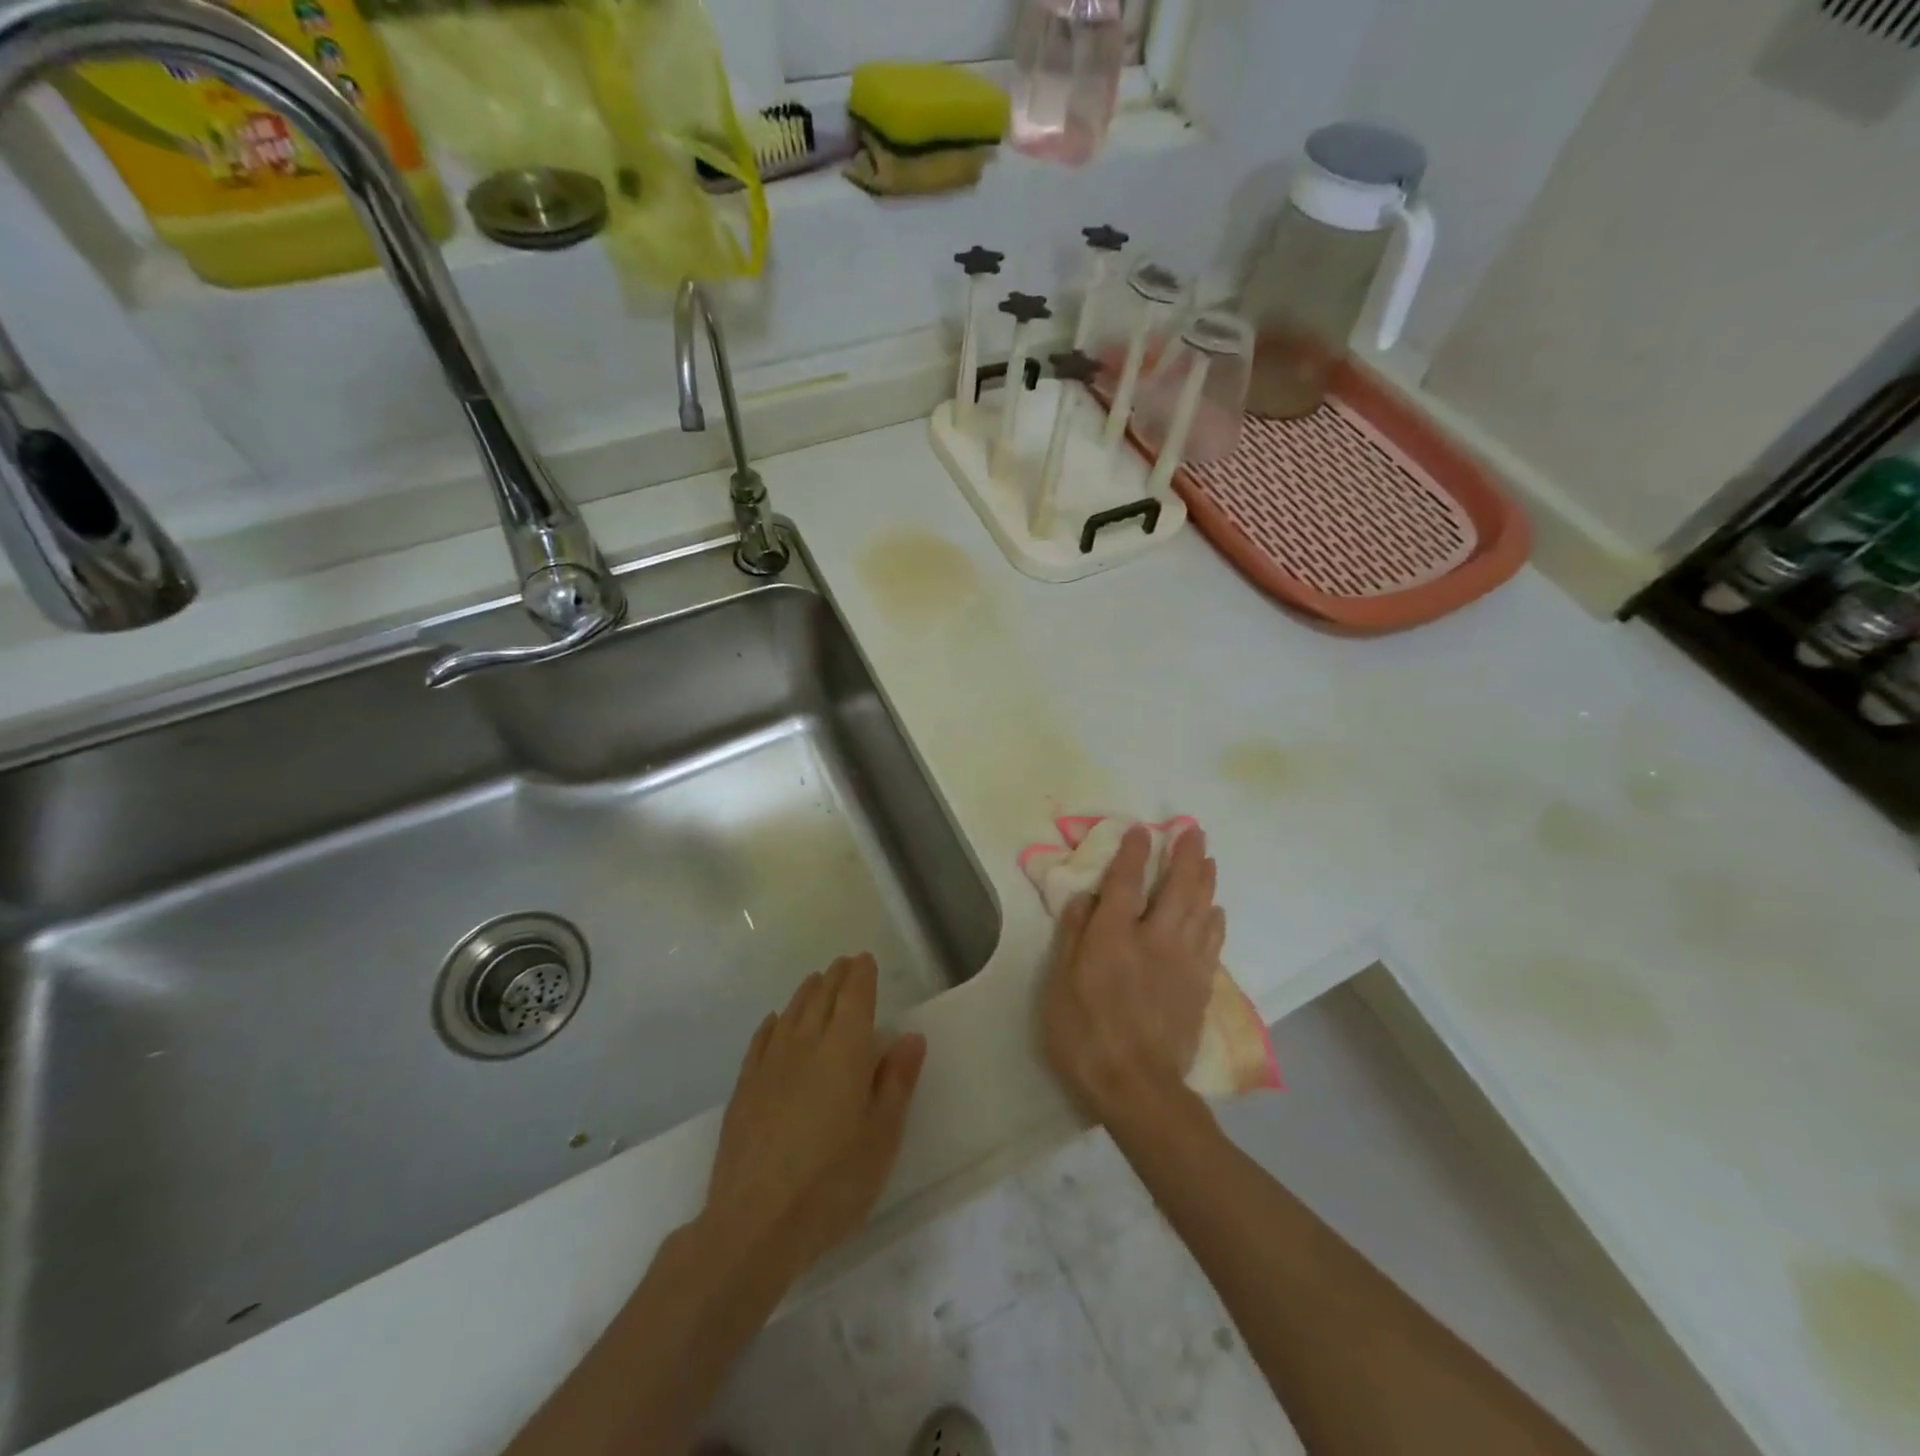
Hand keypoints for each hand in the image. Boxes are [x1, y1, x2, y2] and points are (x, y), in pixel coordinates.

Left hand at [702, 953, 927, 1281]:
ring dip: (806, 993)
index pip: (854, 996)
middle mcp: (805, 1044)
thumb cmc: (833, 1182)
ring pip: (791, 1013)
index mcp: (845, 1050)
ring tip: (816, 981)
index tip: (864, 960)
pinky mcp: (744, 1088)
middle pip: (821, 997)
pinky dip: (773, 1024)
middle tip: (844, 964)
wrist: (754, 1223)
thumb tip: (910, 1036)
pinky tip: (775, 1022)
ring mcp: (770, 1065)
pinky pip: (761, 1041)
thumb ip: (896, 1082)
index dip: (861, 975)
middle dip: (835, 978)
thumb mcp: (882, 1136)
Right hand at [1042, 825, 1224, 1127]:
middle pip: (1176, 889)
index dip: (1134, 853)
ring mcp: (1183, 963)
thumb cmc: (1085, 1036)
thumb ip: (1073, 936)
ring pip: (1200, 910)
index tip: (1142, 830)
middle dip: (1185, 856)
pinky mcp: (1199, 987)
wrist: (1137, 1089)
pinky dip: (1215, 920)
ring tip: (1209, 858)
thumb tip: (1085, 896)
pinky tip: (1217, 910)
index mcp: (1114, 937)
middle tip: (1193, 830)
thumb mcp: (1059, 985)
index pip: (1127, 883)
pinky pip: (1213, 943)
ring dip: (1205, 880)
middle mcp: (1154, 941)